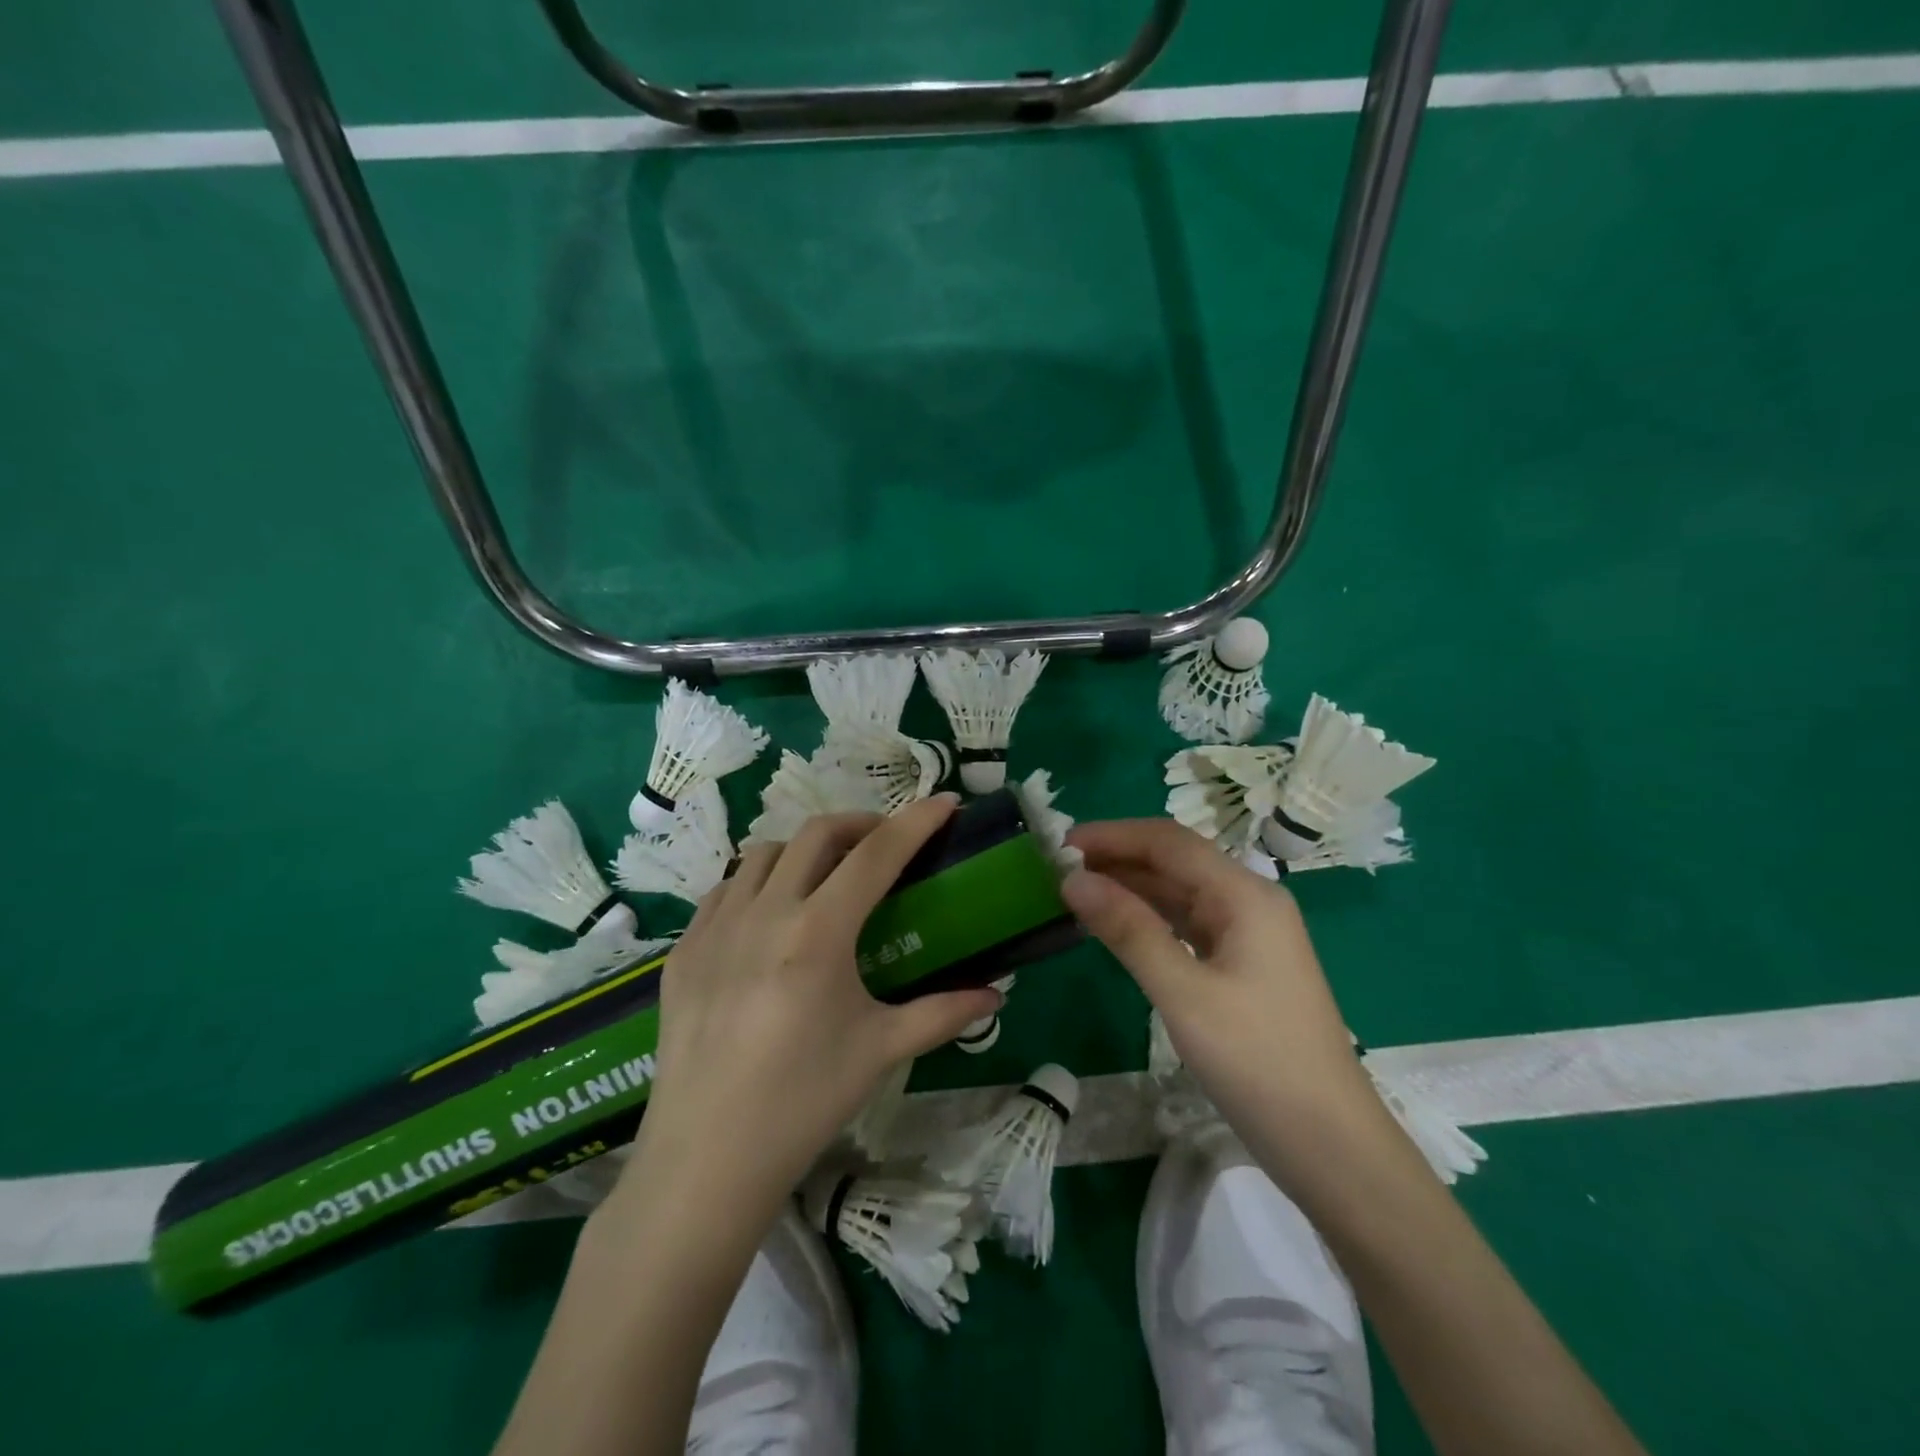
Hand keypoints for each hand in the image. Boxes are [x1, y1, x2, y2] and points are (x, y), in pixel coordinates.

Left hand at [621, 795, 1002, 1221]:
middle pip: (816, 833)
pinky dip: (757, 884)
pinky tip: (769, 918)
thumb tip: (996, 994)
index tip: (944, 802)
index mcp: (818, 934)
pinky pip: (725, 890)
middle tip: (883, 845)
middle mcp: (764, 913)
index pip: (876, 855)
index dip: (915, 822)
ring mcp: (715, 927)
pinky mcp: (683, 950)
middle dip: (859, 824)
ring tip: (823, 879)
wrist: (706, 1160)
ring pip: (763, 853)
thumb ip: (943, 1013)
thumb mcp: (881, 1051)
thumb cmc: (803, 1102)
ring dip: (803, 851)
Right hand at [1062, 819, 1378, 1143]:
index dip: (1112, 835)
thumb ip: (1128, 930)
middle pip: (1176, 862)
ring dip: (1130, 887)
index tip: (1059, 843)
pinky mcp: (1244, 965)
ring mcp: (1250, 934)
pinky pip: (1188, 924)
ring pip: (1180, 893)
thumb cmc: (1257, 1061)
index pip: (1169, 842)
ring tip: (1076, 891)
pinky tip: (1117, 926)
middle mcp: (1250, 902)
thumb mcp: (1183, 993)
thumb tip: (1073, 880)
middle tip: (1057, 869)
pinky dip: (1149, 918)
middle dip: (1118, 858)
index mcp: (1245, 895)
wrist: (1330, 1145)